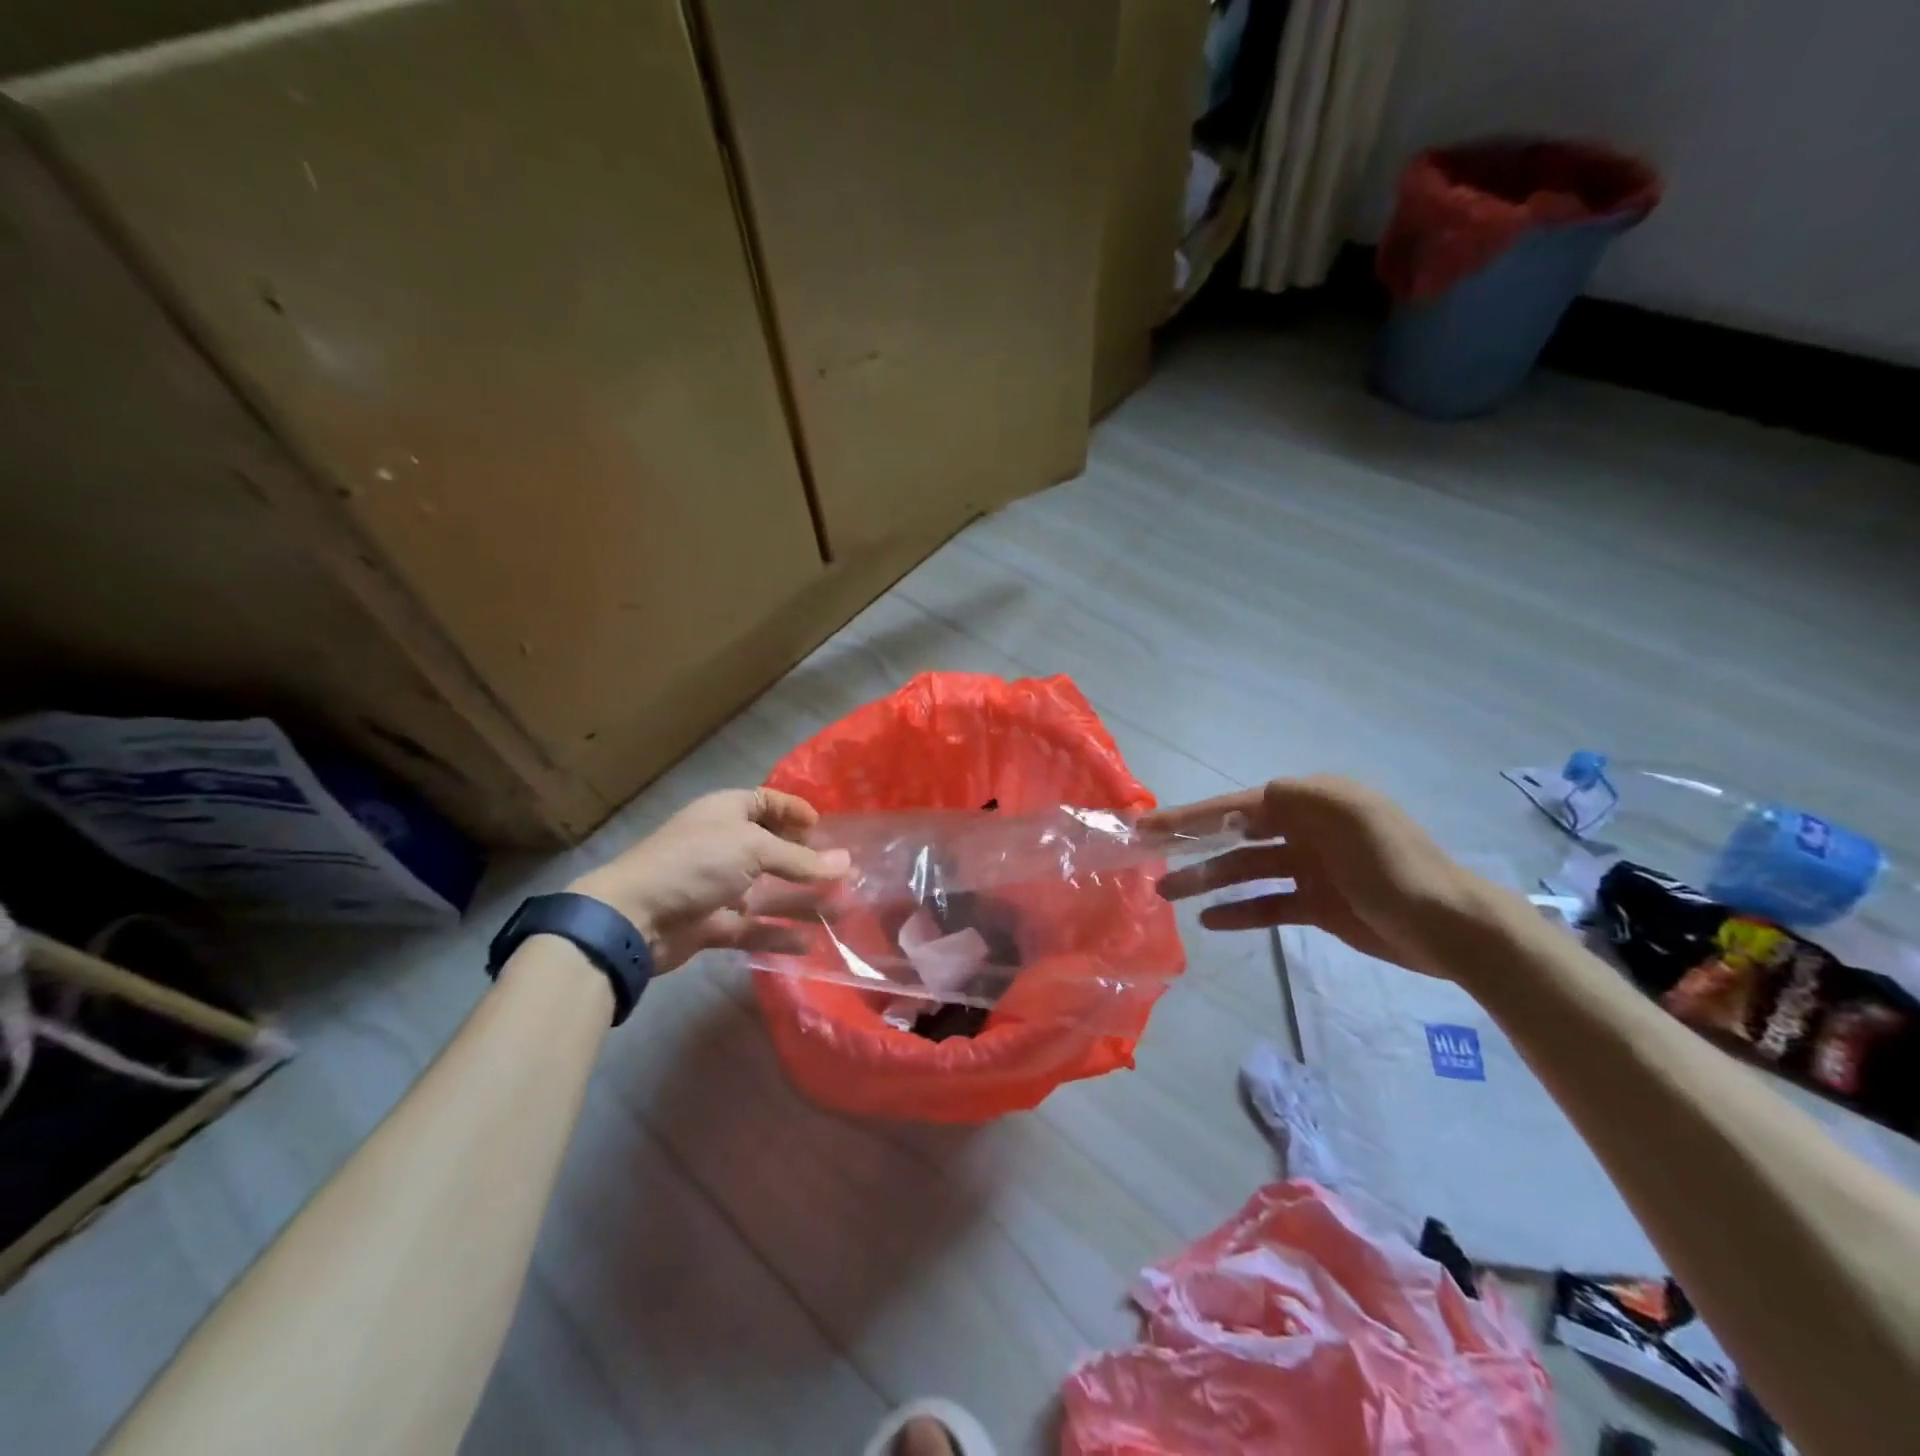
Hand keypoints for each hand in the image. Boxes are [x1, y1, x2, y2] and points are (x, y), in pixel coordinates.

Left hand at [567, 789, 848, 972]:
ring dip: (803, 902)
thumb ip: (801, 860)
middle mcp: (723, 846)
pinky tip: (810, 943)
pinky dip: (778, 935)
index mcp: (727, 813)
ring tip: (844, 911)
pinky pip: (753, 928)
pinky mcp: (713, 925)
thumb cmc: (695, 863)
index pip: (767, 803)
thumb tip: (847, 863)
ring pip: (768, 894)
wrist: (633, 916)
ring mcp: (717, 887)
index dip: (795, 812)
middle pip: (773, 851)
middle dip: (808, 863)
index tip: (823, 828)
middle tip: (845, 875)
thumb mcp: (753, 849)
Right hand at [1143, 775, 1486, 980]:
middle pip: (1236, 835)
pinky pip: (1268, 904)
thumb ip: (1293, 798)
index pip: (1239, 805)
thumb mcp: (1347, 813)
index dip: (1193, 815)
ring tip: (1168, 893)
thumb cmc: (1392, 864)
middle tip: (1148, 857)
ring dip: (1207, 880)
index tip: (1151, 825)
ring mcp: (1311, 869)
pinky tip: (1211, 921)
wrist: (1450, 927)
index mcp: (1311, 801)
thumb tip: (1244, 806)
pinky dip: (1239, 911)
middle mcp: (1306, 829)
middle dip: (1192, 845)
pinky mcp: (1318, 905)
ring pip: (1245, 871)